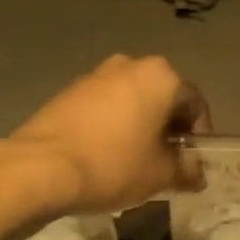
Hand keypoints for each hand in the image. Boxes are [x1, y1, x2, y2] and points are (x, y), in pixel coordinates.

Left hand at [8, 54, 210, 214]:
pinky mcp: (69, 90)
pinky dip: (114, 126)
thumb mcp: (161, 174)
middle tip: (167, 162)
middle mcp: (130, 65)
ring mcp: (96, 74)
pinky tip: (107, 155)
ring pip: (133, 101)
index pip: (195, 104)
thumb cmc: (113, 164)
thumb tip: (196, 173)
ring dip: (141, 126)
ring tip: (136, 161)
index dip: (199, 136)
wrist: (40, 167)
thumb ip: (186, 169)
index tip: (192, 163)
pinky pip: (105, 107)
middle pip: (163, 98)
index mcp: (161, 76)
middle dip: (168, 129)